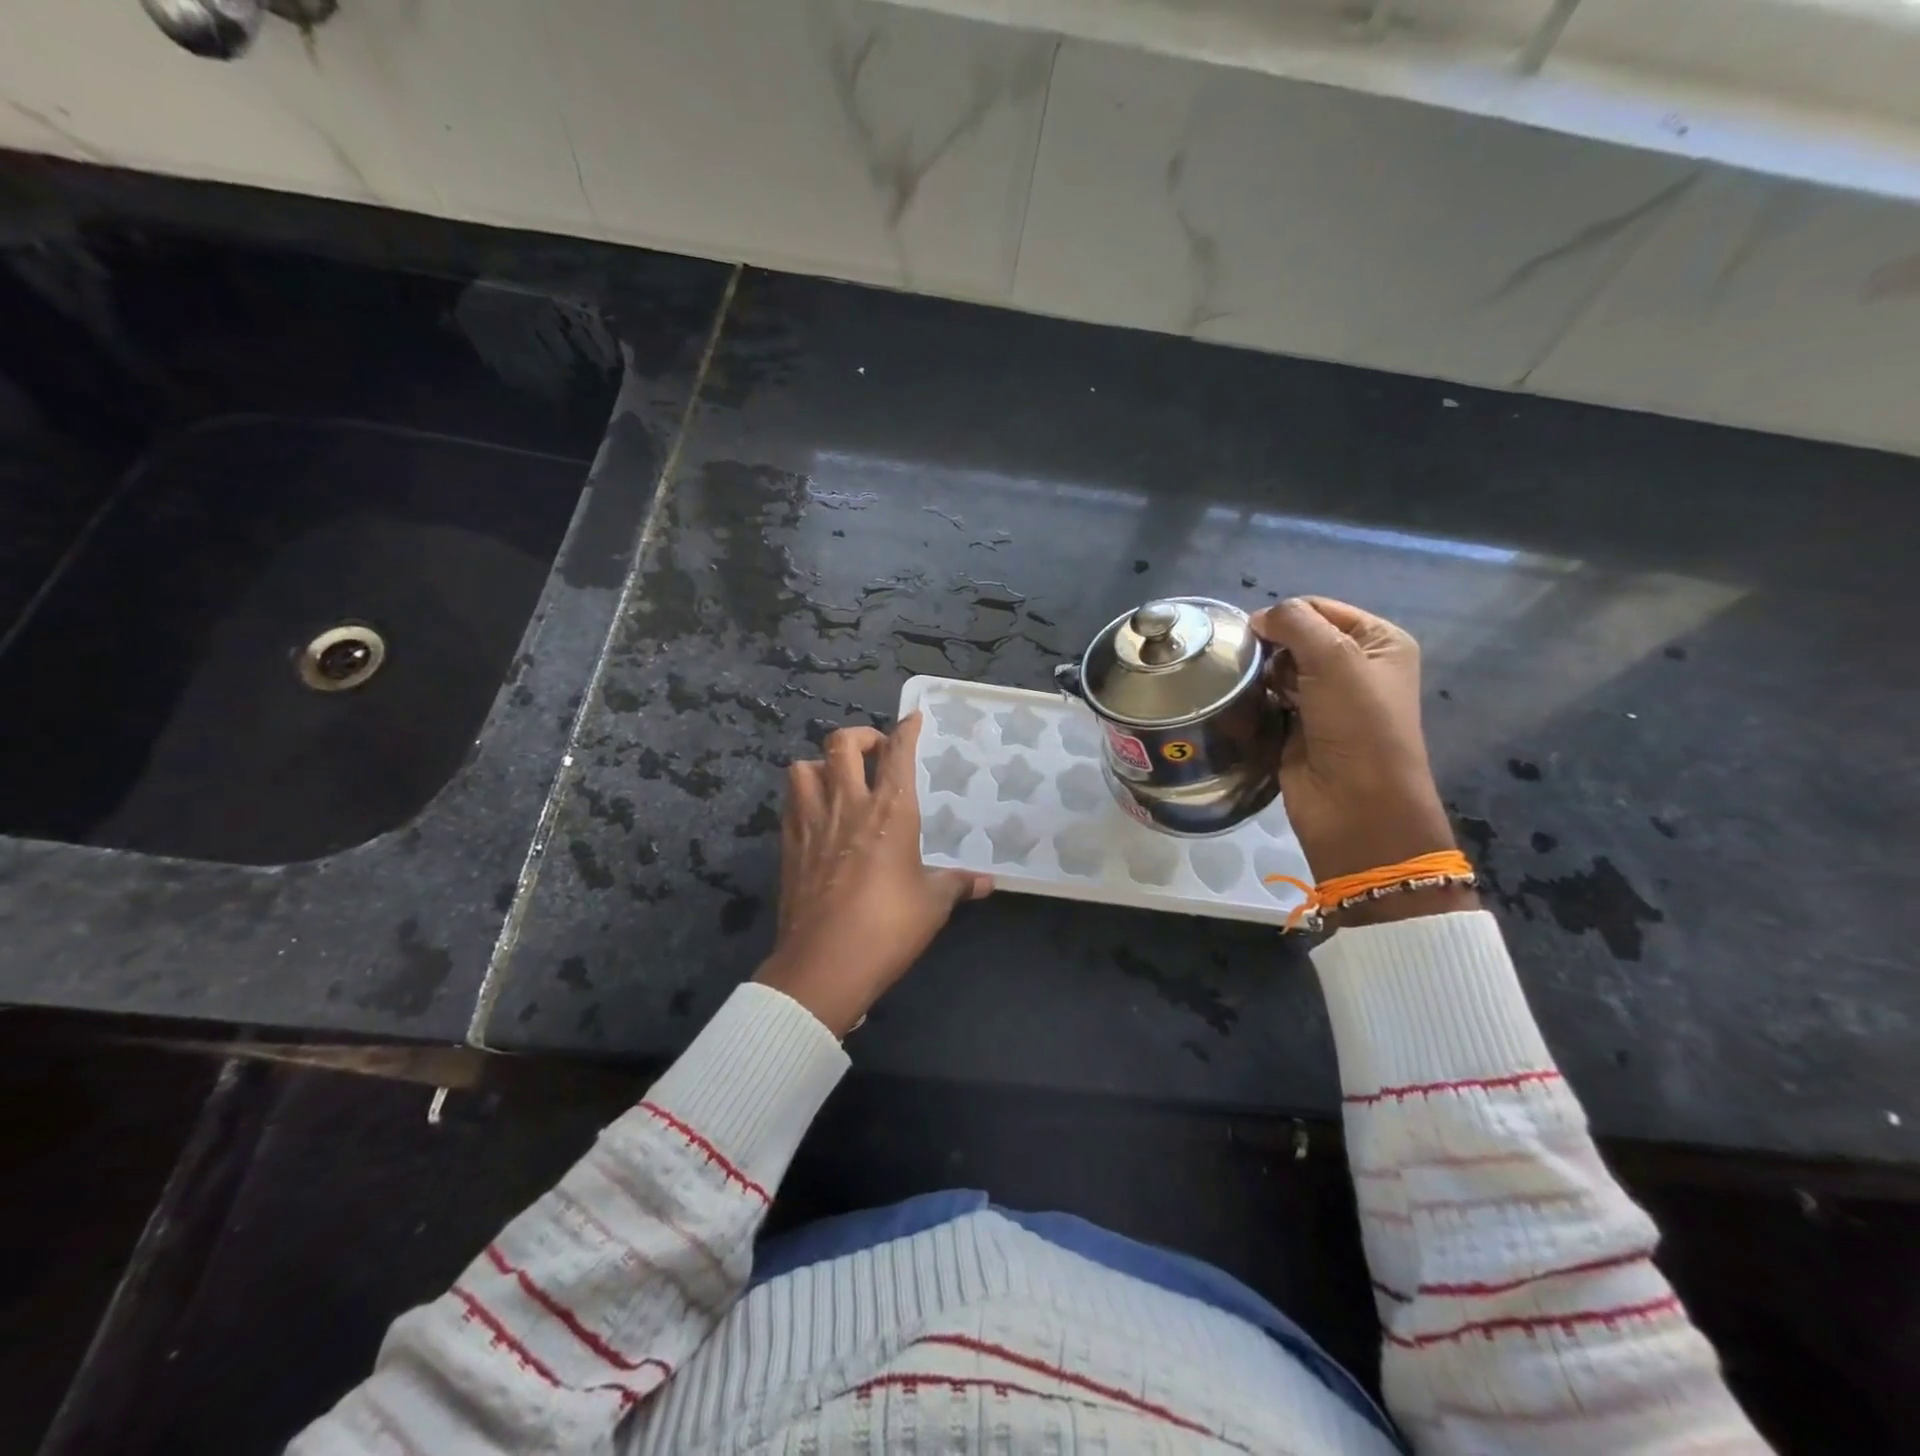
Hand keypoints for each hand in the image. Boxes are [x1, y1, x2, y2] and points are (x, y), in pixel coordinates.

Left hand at [755, 713, 991, 1035]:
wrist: (825, 964)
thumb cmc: (888, 927)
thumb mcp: (933, 904)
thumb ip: (958, 884)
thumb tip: (987, 882)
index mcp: (890, 812)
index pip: (898, 753)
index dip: (906, 729)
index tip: (913, 718)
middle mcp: (848, 805)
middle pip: (841, 744)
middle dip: (860, 736)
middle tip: (875, 752)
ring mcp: (812, 822)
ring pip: (804, 767)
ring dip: (822, 764)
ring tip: (839, 781)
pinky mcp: (788, 845)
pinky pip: (791, 802)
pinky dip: (804, 796)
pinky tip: (819, 815)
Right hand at [1251, 597, 1471, 924]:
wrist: (1354, 803)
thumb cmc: (1357, 724)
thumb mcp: (1334, 658)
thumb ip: (1295, 623)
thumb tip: (1258, 619)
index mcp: (1379, 642)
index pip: (1320, 608)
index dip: (1285, 616)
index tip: (1253, 633)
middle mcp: (1356, 666)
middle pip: (1298, 636)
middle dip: (1271, 645)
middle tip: (1251, 664)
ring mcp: (1326, 698)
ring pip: (1279, 667)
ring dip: (1262, 672)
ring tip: (1248, 685)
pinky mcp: (1299, 725)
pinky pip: (1270, 697)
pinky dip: (1257, 696)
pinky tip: (1245, 702)